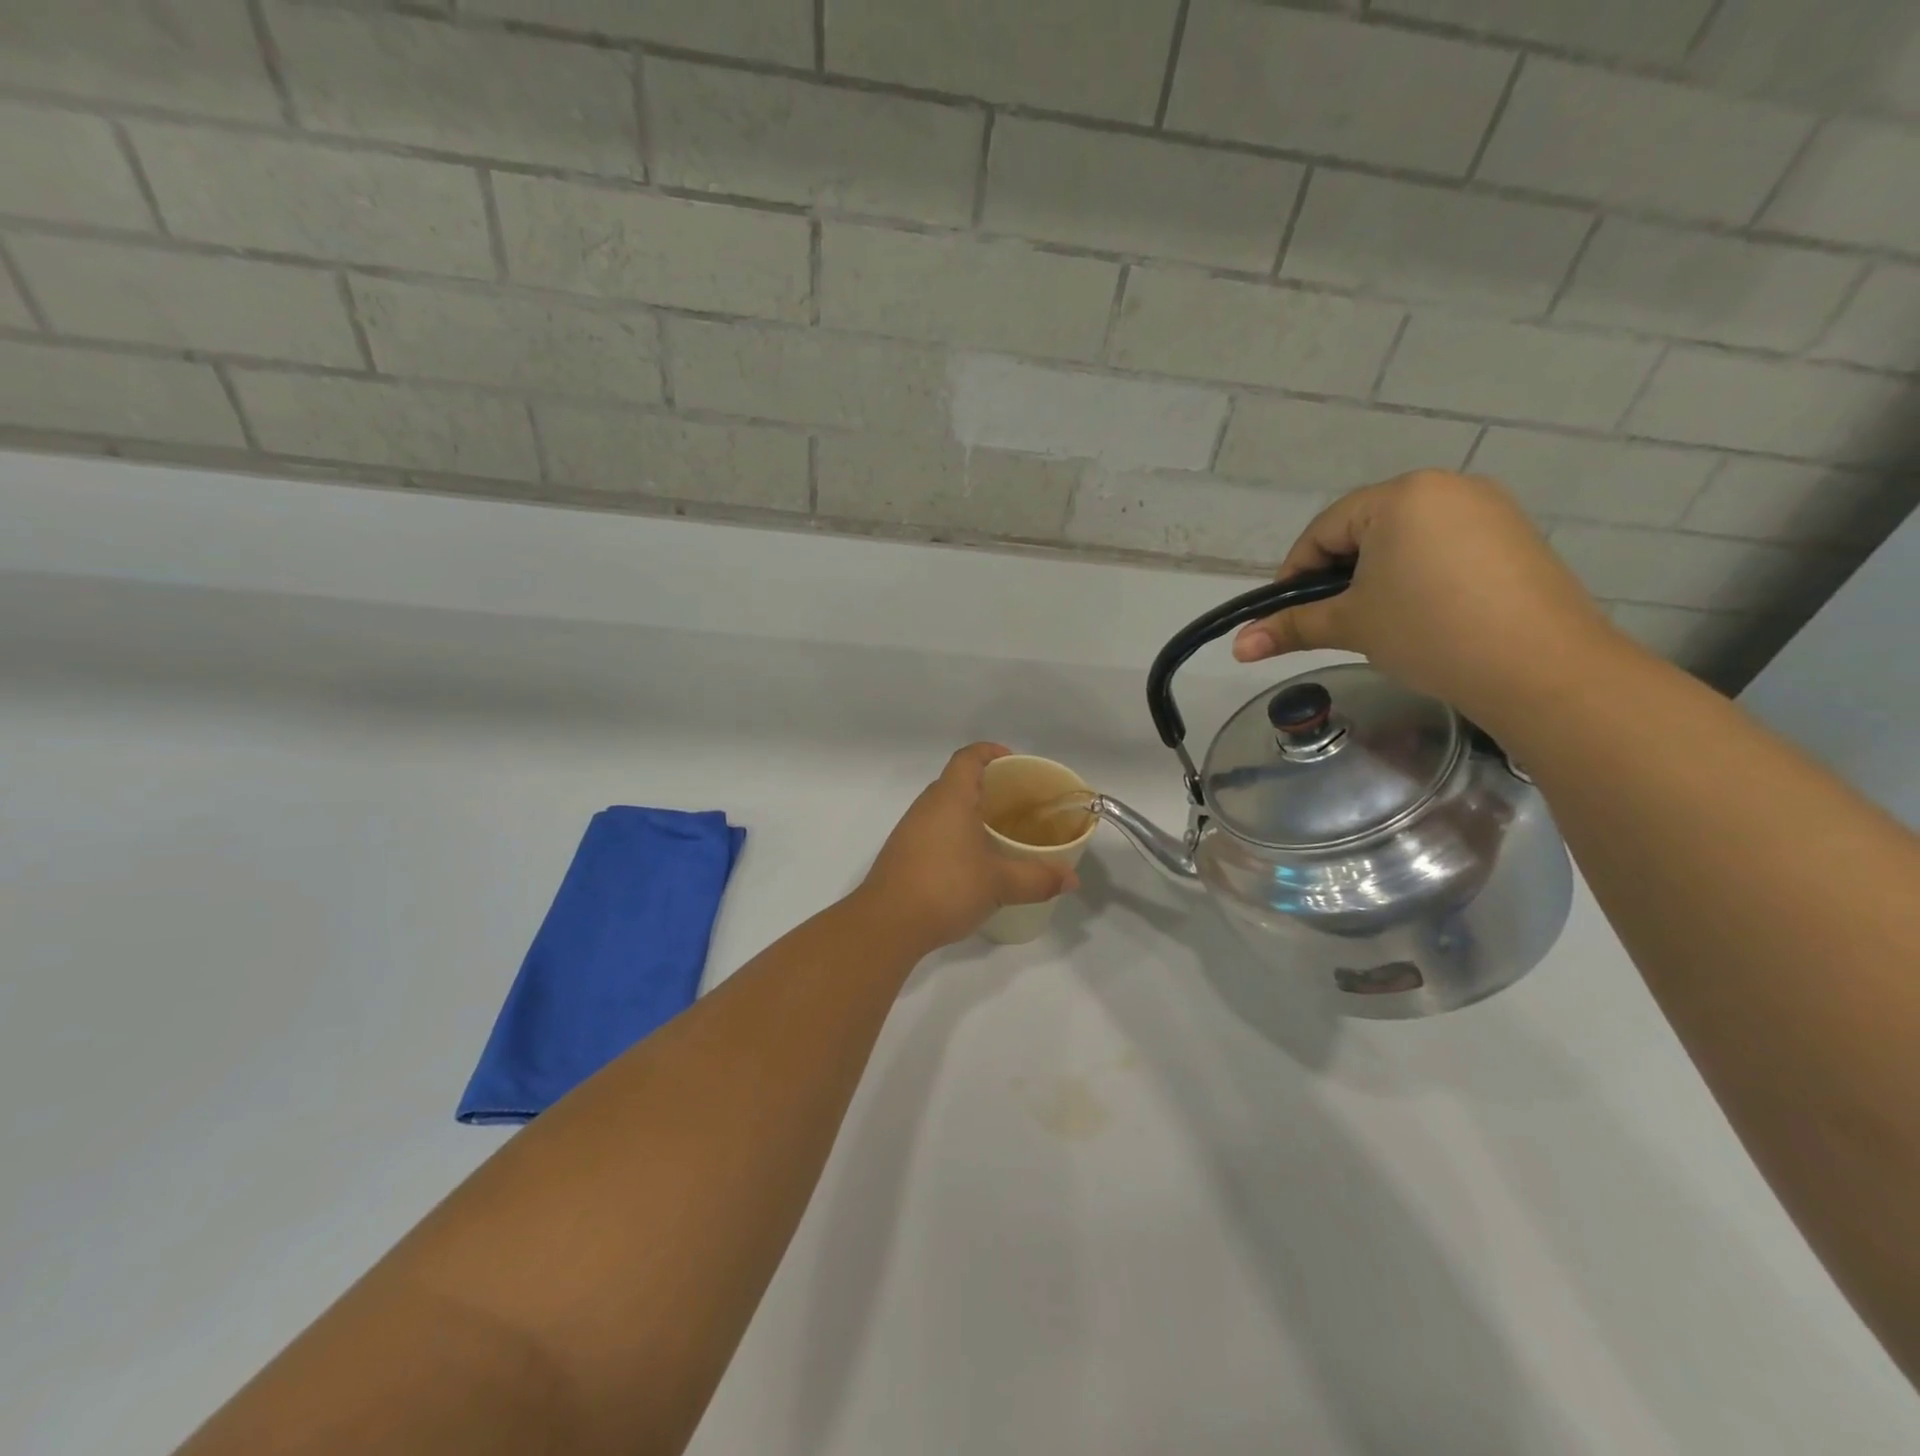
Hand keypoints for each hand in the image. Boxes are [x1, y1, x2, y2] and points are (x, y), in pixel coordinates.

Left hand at [854, 743, 1078, 953]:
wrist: (887, 924)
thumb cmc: (946, 888)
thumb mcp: (1000, 883)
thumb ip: (1038, 878)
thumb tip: (1072, 879)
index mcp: (949, 798)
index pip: (968, 758)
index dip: (990, 752)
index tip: (1013, 762)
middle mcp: (926, 806)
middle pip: (956, 781)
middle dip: (987, 786)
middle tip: (1017, 803)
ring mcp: (910, 830)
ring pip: (944, 809)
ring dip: (970, 813)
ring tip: (1000, 833)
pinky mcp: (903, 854)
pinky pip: (934, 831)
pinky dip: (955, 835)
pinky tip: (973, 862)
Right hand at [1231, 471, 1615, 724]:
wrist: (1541, 667)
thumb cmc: (1429, 631)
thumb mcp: (1351, 625)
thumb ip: (1291, 627)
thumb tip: (1237, 647)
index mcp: (1400, 495)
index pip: (1324, 530)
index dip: (1295, 574)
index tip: (1285, 614)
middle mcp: (1446, 487)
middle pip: (1365, 530)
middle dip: (1338, 574)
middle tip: (1331, 620)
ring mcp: (1488, 510)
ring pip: (1405, 539)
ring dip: (1377, 576)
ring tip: (1375, 621)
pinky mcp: (1515, 538)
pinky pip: (1445, 548)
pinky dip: (1419, 577)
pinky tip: (1422, 615)